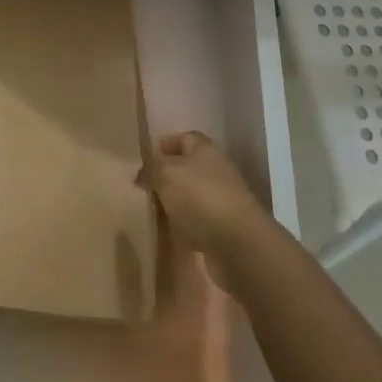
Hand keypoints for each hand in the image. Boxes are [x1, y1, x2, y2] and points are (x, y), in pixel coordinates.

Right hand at [137, 130, 266, 256]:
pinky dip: (187, 224)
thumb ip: (151, 168)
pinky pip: (200, 220)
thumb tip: (143, 172)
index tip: (147, 157)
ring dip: (177, 201)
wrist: (238, 244)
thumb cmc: (200, 198)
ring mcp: (224, 200)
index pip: (186, 137)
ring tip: (155, 210)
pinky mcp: (226, 227)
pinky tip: (173, 232)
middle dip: (168, 176)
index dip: (167, 144)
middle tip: (146, 187)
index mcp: (206, 151)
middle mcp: (218, 171)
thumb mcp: (166, 174)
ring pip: (194, 195)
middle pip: (190, 167)